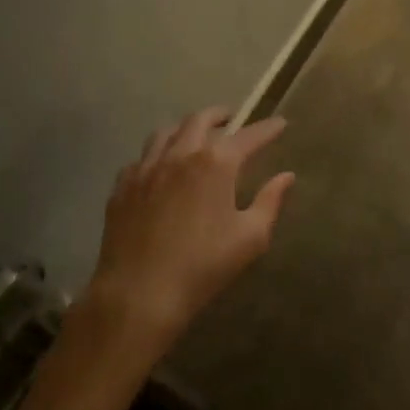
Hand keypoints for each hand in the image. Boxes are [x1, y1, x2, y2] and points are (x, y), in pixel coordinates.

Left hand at [84, 107, 294, 360]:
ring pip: (166, 131)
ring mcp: (147, 167)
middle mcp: (180, 154)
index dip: (267, 128)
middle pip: (201, 120)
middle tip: (232, 119)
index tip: (280, 124)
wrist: (139, 294)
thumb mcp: (250, 238)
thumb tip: (286, 177)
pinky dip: (157, 154)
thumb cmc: (203, 267)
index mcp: (216, 163)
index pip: (249, 136)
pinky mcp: (123, 186)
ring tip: (194, 134)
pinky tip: (160, 167)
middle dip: (221, 115)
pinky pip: (141, 158)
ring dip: (186, 127)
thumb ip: (270, 202)